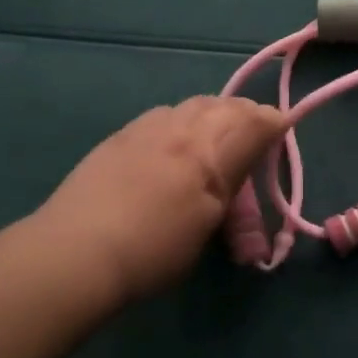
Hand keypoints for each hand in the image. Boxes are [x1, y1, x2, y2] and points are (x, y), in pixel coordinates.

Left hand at [36, 97, 285, 304]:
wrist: (75, 252)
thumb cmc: (153, 250)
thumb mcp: (207, 223)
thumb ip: (232, 188)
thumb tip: (250, 167)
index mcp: (209, 152)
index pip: (255, 121)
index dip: (274, 122)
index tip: (282, 131)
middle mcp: (181, 128)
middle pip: (225, 105)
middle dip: (246, 116)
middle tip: (254, 137)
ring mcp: (146, 128)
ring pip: (193, 105)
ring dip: (214, 115)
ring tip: (216, 138)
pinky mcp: (120, 136)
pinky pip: (164, 115)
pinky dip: (182, 122)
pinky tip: (174, 144)